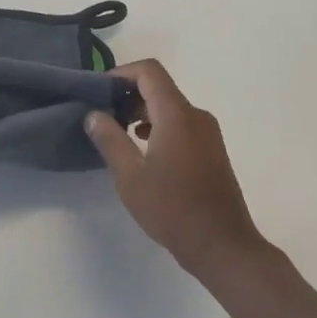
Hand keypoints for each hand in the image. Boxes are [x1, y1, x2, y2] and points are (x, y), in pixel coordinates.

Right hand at [85, 60, 265, 273]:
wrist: (222, 246)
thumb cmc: (172, 209)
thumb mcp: (130, 176)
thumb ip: (110, 139)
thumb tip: (94, 114)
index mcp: (176, 115)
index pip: (149, 72)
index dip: (121, 73)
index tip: (99, 91)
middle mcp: (196, 116)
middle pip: (159, 88)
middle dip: (128, 95)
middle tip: (102, 115)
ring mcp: (208, 134)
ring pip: (170, 107)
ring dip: (142, 112)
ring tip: (118, 134)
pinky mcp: (212, 150)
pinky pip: (181, 124)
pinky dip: (158, 126)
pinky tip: (143, 151)